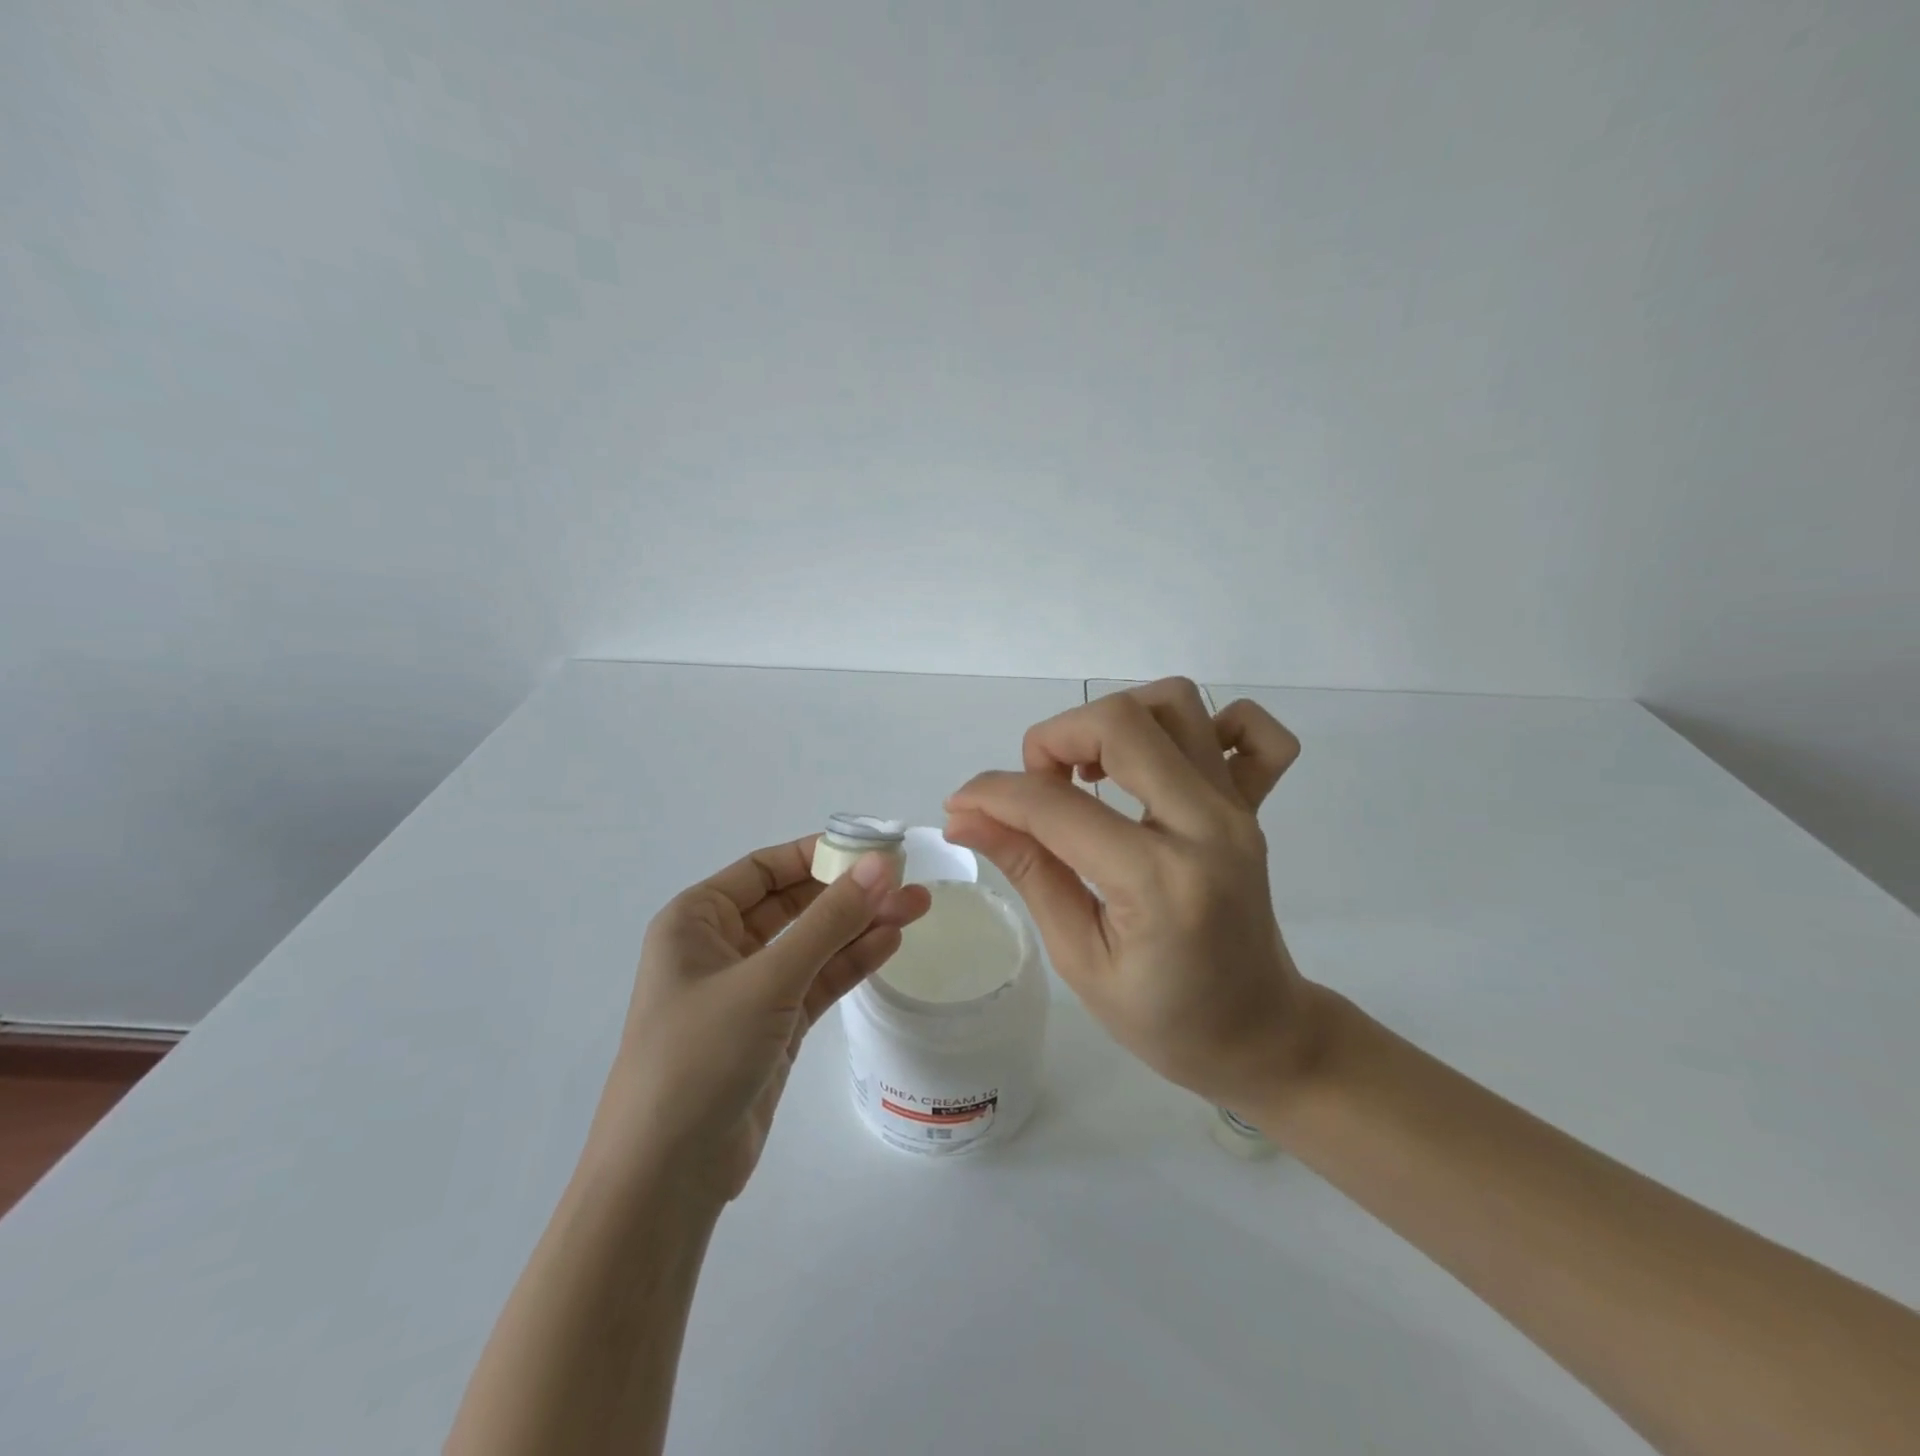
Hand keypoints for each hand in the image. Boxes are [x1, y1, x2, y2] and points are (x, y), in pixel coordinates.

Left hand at [595, 837, 930, 1202]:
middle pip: (794, 903)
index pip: (765, 869)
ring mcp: (750, 989)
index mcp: (697, 919)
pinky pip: (817, 980)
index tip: (873, 846)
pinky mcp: (774, 1026)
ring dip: (860, 925)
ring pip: (812, 942)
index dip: (818, 853)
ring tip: (916, 905)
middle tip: (907, 879)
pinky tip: (890, 943)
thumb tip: (881, 863)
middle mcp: (721, 946)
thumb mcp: (768, 979)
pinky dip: (851, 962)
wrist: (667, 1176)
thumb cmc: (700, 1056)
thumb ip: (829, 920)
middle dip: (849, 891)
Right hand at [945, 678, 1319, 1113]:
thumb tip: (965, 817)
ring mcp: (1238, 808)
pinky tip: (1164, 762)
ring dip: (1115, 721)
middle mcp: (1207, 825)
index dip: (992, 795)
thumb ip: (1028, 872)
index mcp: (1159, 881)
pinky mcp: (1255, 805)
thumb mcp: (1078, 958)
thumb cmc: (1164, 1019)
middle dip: (1054, 737)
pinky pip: (1252, 731)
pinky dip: (1207, 725)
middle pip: (1121, 722)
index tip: (961, 806)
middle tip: (1036, 786)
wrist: (1260, 1034)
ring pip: (1175, 703)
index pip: (1056, 805)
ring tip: (1090, 770)